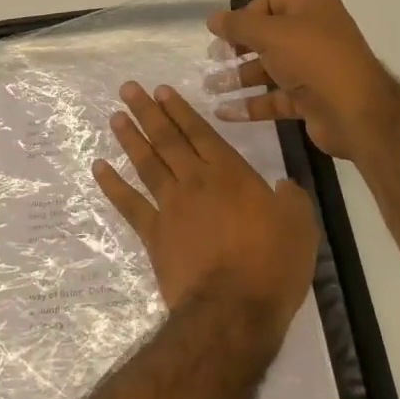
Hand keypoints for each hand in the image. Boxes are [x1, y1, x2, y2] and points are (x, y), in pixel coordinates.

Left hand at [92, 82, 318, 331]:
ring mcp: (170, 206)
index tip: (161, 90)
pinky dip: (112, 184)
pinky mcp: (154, 234)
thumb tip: (283, 186)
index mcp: (230, 173)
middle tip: (128, 89)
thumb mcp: (300, 224)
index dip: (180, 110)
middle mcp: (195, 180)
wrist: (233, 309)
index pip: (200, 131)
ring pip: (146, 163)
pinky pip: (128, 203)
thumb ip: (291, 198)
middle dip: (147, 112)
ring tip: (115, 117)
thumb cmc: (272, 264)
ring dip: (130, 138)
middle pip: (167, 139)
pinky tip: (99, 168)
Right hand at [207, 0, 399, 160]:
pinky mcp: (311, 98)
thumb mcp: (270, 34)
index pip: (269, 1)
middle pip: (267, 35)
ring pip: (269, 68)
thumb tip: (212, 18)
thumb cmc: (313, 59)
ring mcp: (314, 67)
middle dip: (237, 47)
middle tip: (213, 57)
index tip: (222, 33)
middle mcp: (314, 32)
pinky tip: (224, 112)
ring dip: (239, 77)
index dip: (244, 15)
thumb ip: (238, 25)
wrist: (357, 113)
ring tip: (210, 86)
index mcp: (312, 6)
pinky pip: (275, 97)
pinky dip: (251, 103)